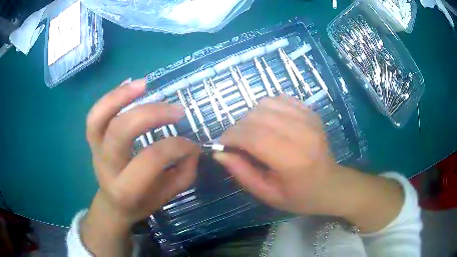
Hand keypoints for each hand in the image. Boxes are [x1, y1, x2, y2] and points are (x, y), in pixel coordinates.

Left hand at [82, 79, 199, 255]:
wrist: (115, 204)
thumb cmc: (142, 201)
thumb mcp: (167, 196)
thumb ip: (183, 172)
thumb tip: (192, 146)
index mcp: (127, 189)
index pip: (150, 159)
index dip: (175, 146)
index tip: (192, 144)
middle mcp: (107, 168)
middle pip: (121, 131)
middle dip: (151, 114)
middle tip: (177, 110)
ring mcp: (95, 151)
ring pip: (99, 118)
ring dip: (121, 96)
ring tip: (144, 84)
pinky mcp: (93, 141)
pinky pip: (95, 115)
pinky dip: (111, 97)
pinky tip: (130, 86)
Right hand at [214, 95, 339, 215]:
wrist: (331, 185)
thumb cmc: (299, 196)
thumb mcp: (267, 194)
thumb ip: (242, 173)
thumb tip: (219, 153)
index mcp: (292, 160)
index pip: (253, 137)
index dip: (231, 136)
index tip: (221, 144)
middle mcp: (302, 133)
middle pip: (257, 116)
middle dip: (238, 127)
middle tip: (236, 142)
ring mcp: (309, 119)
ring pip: (266, 103)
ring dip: (251, 116)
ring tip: (252, 132)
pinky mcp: (311, 112)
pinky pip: (280, 99)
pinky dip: (267, 108)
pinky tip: (268, 123)